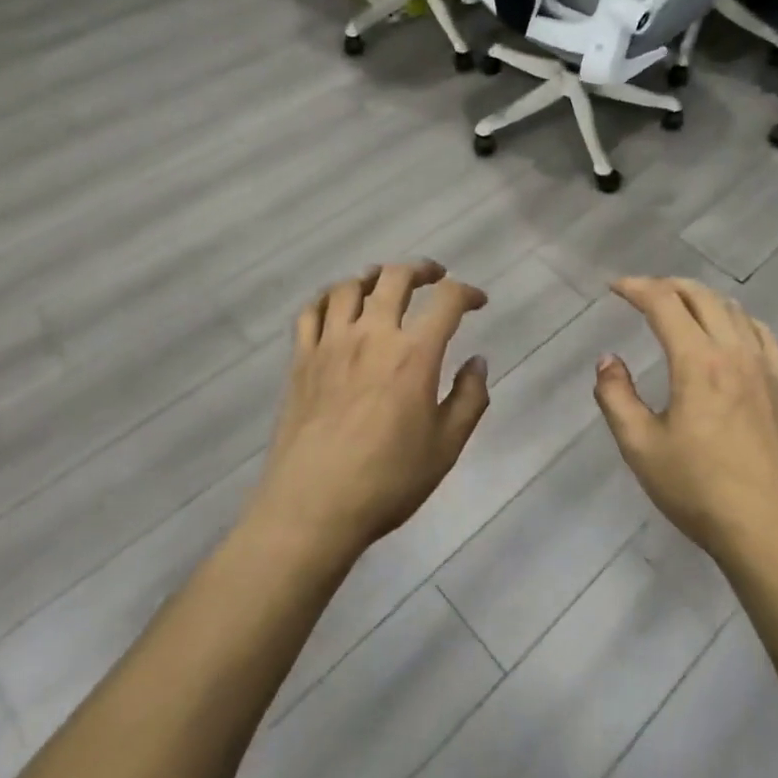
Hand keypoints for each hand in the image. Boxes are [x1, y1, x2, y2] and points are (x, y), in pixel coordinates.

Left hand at [248, 261, 490, 562]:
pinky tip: (337, 306)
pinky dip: (327, 298)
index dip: (467, 292)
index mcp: (414, 354)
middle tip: (434, 277)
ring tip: (384, 285)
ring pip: (349, 286)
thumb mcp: (446, 446)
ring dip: (373, 277)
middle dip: (421, 269)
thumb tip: (477, 361)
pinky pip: (310, 311)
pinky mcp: (300, 359)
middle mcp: (372, 335)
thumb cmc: (388, 480)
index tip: (478, 301)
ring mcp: (330, 343)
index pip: (447, 301)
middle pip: (395, 277)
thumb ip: (470, 398)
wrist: (313, 507)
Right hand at [593, 277, 777, 571]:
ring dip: (701, 298)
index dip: (636, 287)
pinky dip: (738, 319)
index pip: (664, 303)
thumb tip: (608, 360)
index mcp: (697, 361)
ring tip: (680, 308)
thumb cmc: (700, 490)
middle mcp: (734, 352)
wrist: (773, 531)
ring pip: (734, 310)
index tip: (614, 287)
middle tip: (642, 293)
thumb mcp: (640, 447)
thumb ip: (616, 397)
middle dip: (668, 286)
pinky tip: (731, 332)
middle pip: (701, 296)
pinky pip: (763, 334)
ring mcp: (766, 368)